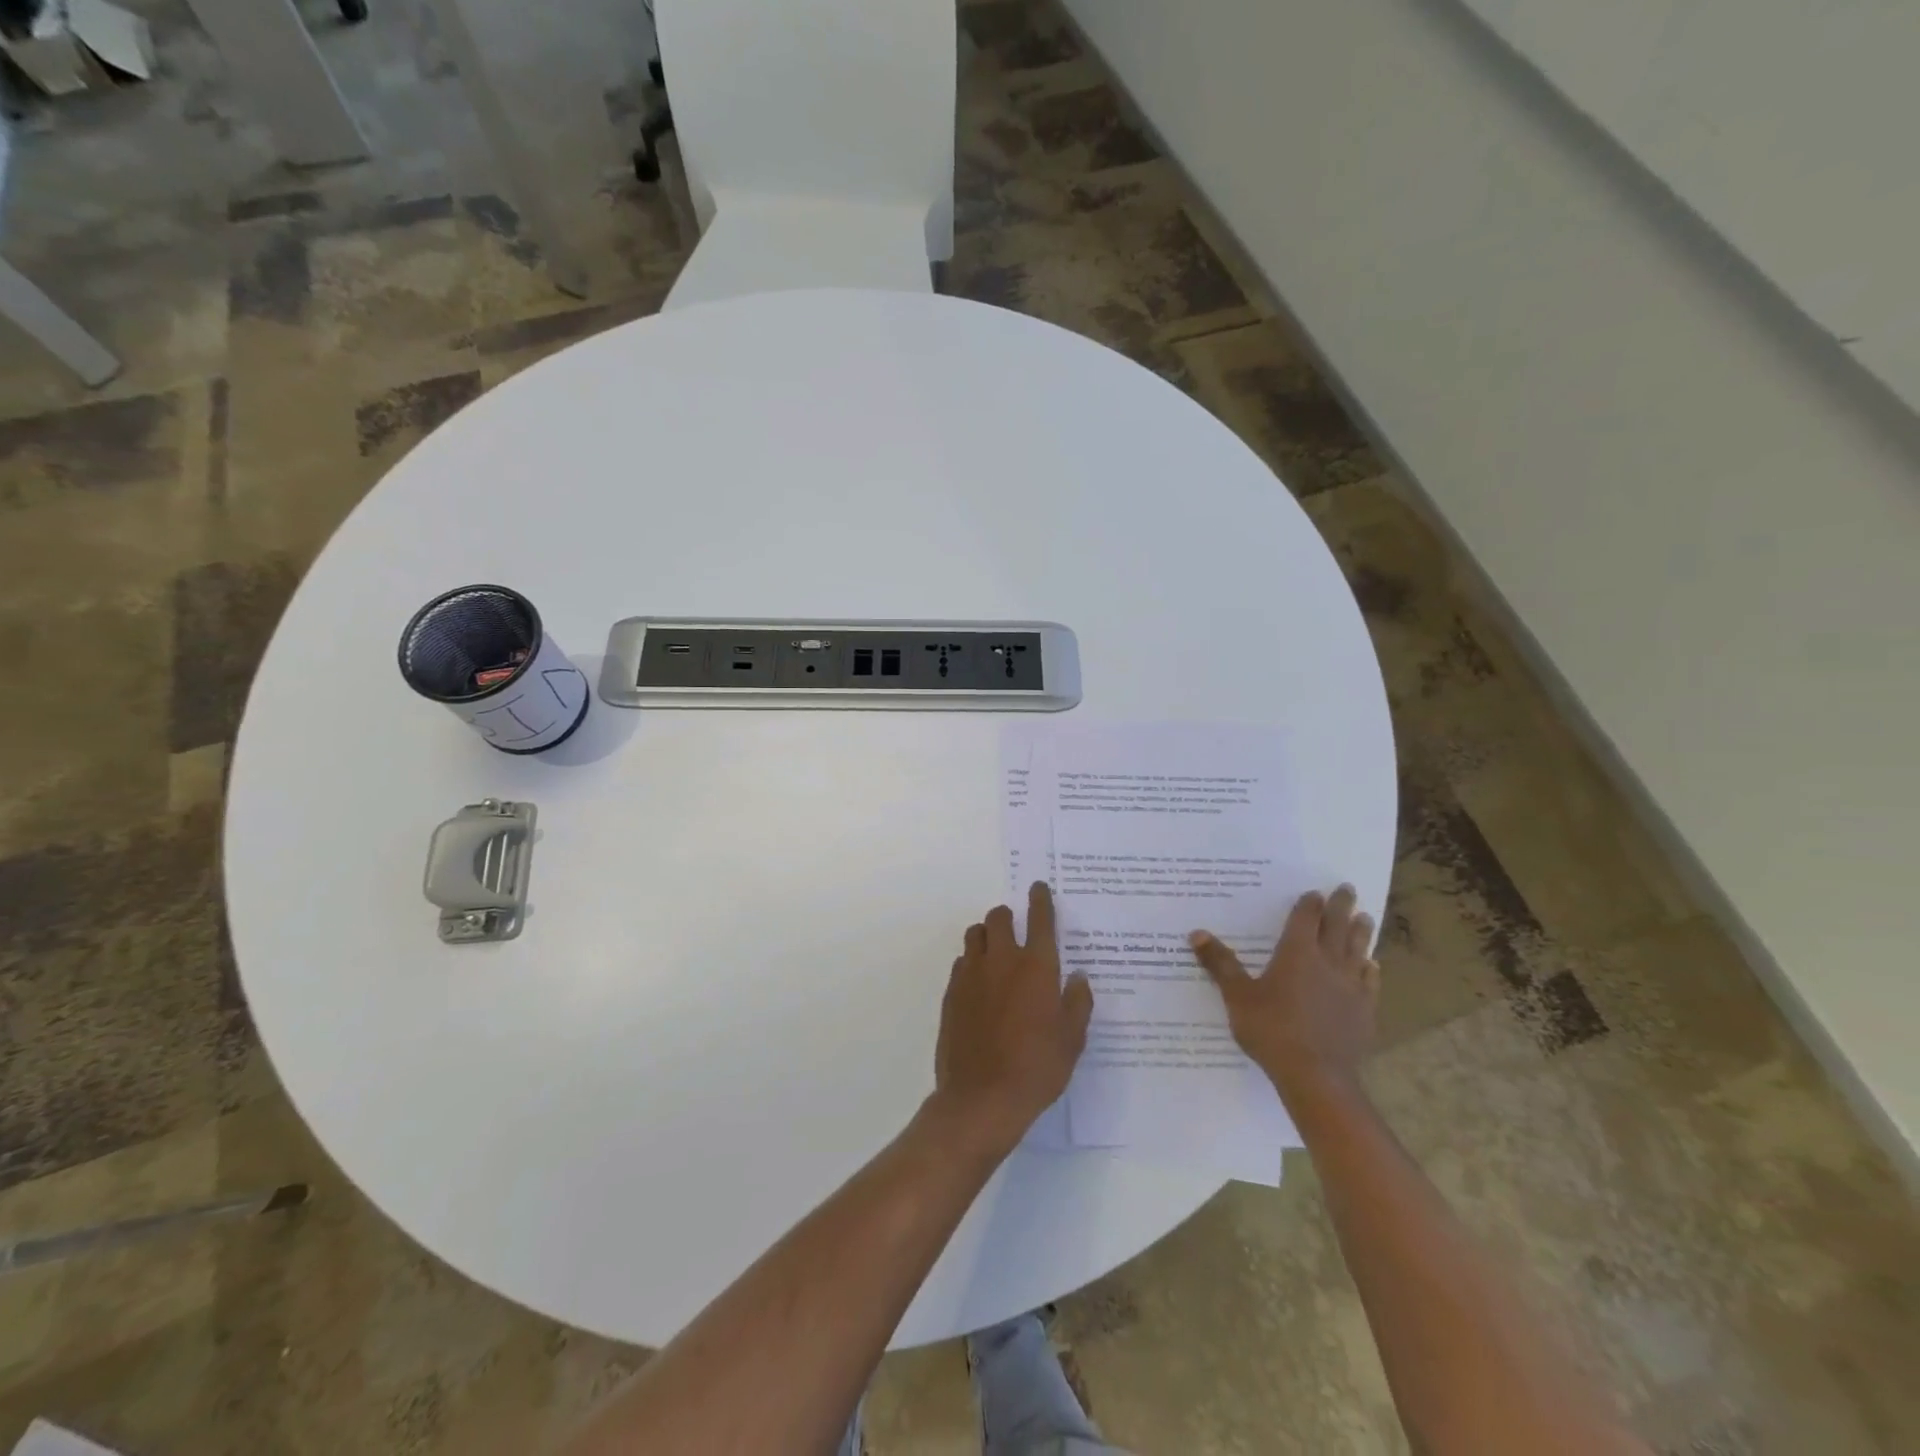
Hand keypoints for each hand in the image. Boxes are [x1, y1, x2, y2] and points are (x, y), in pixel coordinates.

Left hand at [932, 882, 1092, 1151]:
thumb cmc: (1037, 1069)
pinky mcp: (951, 993)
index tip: (1039, 888)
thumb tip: (1078, 978)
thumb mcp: (1072, 1040)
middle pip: (999, 918)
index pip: (1040, 919)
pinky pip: (961, 962)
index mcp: (1037, 967)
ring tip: (997, 953)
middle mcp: (1002, 961)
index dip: (1040, 900)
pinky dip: (972, 962)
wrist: (982, 1099)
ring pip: (975, 935)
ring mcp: (972, 975)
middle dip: (1008, 917)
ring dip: (987, 935)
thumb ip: (1077, 1003)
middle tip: (1017, 929)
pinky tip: (980, 984)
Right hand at [1189, 884, 1379, 1103]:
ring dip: (1361, 933)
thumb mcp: (1237, 996)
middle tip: (1348, 889)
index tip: (1315, 891)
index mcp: (1296, 953)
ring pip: (1358, 951)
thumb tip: (1196, 933)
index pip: (1305, 919)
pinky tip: (1372, 966)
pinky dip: (1370, 969)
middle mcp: (1327, 963)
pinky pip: (1370, 982)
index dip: (1309, 904)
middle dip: (1341, 906)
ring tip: (1366, 918)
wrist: (1316, 1076)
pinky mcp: (1364, 1011)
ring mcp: (1350, 987)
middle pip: (1337, 927)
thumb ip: (1220, 963)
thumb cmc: (1272, 1030)